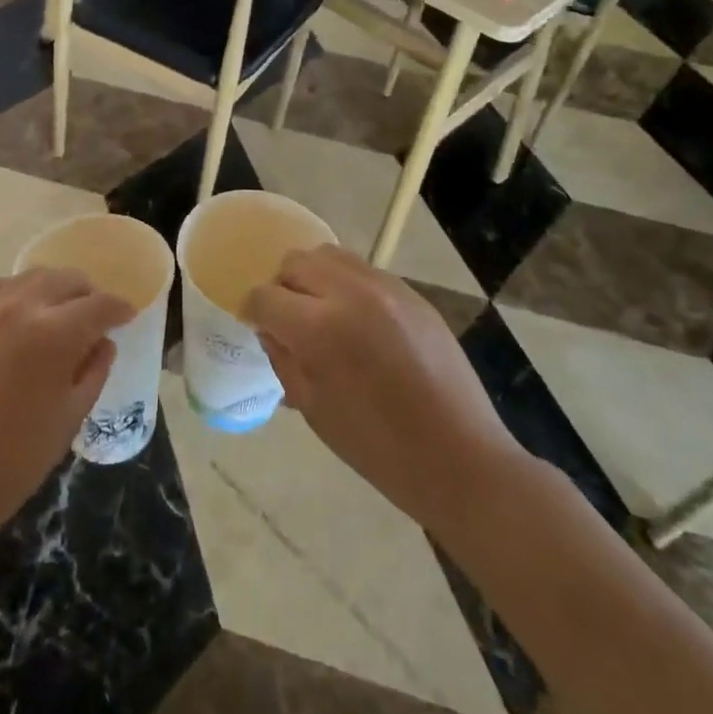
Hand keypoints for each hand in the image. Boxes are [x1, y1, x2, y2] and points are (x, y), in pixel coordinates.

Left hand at [0, 269, 133, 554]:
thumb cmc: (17, 458)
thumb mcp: (71, 416)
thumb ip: (94, 370)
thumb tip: (103, 343)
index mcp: (54, 334)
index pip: (99, 305)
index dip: (119, 309)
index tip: (128, 316)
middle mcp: (20, 307)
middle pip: (66, 280)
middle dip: (89, 294)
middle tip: (97, 315)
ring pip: (32, 277)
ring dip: (54, 288)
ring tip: (61, 311)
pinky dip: (18, 292)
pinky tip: (22, 311)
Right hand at [247, 246, 521, 531]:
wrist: (459, 458)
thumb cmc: (377, 447)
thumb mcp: (313, 408)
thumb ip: (283, 358)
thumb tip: (271, 329)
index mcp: (319, 328)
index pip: (265, 296)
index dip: (254, 312)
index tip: (257, 327)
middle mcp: (350, 293)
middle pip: (295, 263)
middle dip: (283, 288)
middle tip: (290, 321)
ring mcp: (386, 287)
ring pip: (329, 255)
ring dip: (314, 278)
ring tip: (323, 313)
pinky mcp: (411, 292)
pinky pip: (363, 271)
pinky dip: (347, 285)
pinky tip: (358, 321)